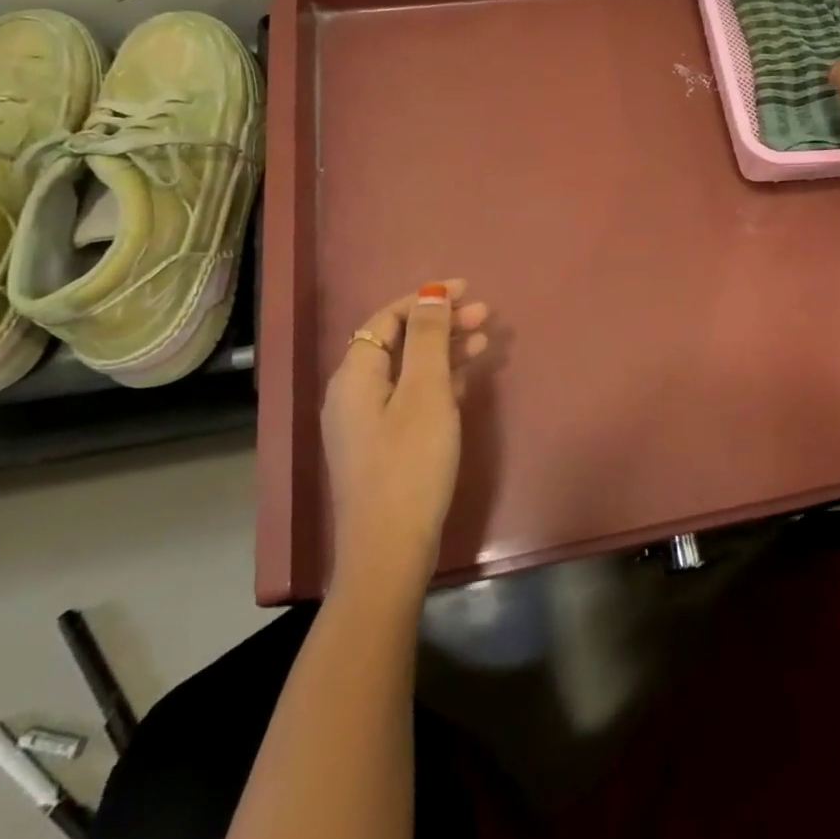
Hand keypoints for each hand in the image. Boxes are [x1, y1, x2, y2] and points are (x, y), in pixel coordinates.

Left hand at [323, 281, 491, 594]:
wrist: (390, 549)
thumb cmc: (410, 463)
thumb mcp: (425, 393)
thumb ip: (428, 339)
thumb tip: (430, 292)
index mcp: (356, 375)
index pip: (388, 318)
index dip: (426, 298)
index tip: (467, 289)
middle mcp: (355, 392)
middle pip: (400, 342)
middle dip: (441, 323)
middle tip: (485, 315)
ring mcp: (367, 421)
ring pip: (408, 369)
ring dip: (445, 350)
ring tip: (485, 340)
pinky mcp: (383, 444)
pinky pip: (412, 395)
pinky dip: (439, 380)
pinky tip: (466, 378)